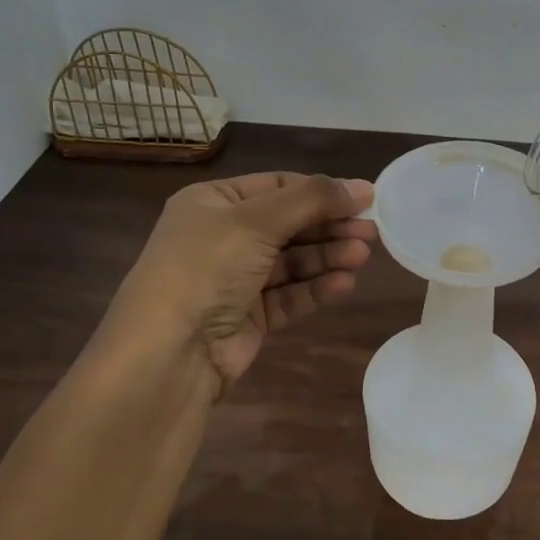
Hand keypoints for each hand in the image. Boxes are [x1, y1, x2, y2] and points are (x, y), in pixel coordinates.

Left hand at [104, 172, 376, 394]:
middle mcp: (223, 237)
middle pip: (290, 224)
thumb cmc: (206, 268)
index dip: (321, 191)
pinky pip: (289, 295)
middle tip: (371, 231)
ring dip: (327, 256)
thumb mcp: (256, 221)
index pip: (278, 186)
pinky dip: (316, 288)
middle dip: (330, 226)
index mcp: (214, 203)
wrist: (168, 353)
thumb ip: (312, 200)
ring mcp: (235, 279)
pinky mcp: (249, 316)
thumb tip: (362, 187)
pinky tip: (344, 283)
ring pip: (293, 261)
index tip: (365, 198)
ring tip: (362, 256)